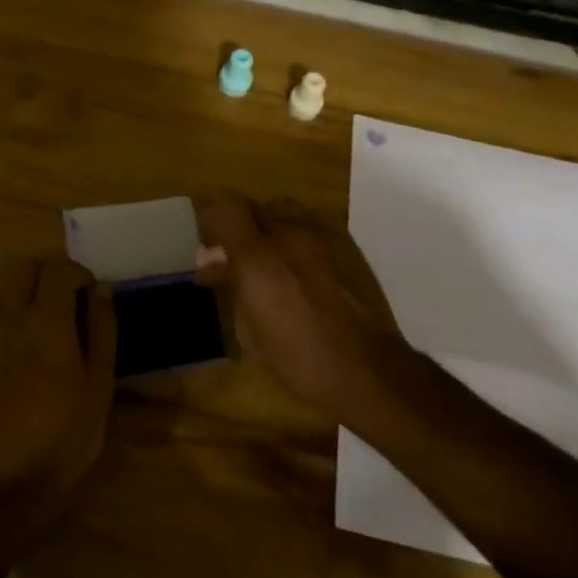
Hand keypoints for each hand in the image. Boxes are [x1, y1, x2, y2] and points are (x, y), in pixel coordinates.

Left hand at [0, 256, 116, 507]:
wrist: (13, 482)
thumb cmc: (69, 432)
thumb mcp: (100, 381)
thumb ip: (102, 327)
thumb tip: (100, 289)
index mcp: (46, 321)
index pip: (58, 268)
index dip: (79, 274)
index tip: (91, 297)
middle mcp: (10, 319)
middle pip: (25, 269)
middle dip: (49, 276)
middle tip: (69, 305)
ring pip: (5, 292)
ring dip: (28, 297)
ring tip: (47, 331)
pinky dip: (12, 322)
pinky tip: (26, 357)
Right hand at [195, 196, 411, 421]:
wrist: (368, 370)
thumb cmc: (300, 361)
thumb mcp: (250, 331)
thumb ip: (231, 286)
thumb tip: (212, 262)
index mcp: (257, 257)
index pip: (224, 209)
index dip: (211, 221)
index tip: (209, 245)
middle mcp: (288, 233)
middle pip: (254, 207)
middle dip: (241, 227)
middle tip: (239, 257)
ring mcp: (321, 233)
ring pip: (285, 210)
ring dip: (271, 227)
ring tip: (274, 259)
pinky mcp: (346, 241)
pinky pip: (312, 223)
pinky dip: (299, 236)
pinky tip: (305, 267)